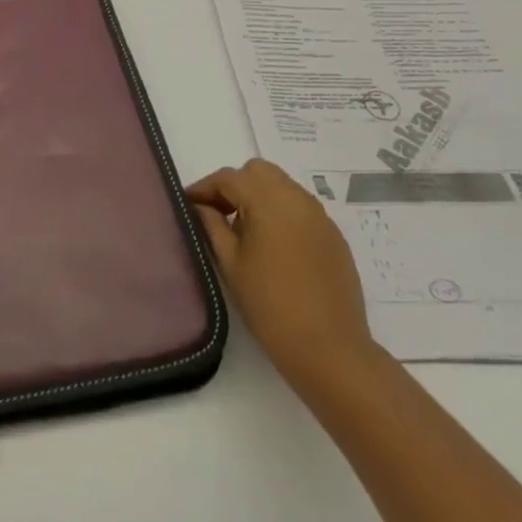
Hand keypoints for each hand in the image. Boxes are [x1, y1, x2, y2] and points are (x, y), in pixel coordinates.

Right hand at [188, 159, 380, 401]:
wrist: (329, 349)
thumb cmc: (270, 306)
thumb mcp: (231, 265)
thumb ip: (212, 226)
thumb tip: (200, 207)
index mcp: (268, 201)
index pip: (229, 178)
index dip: (205, 188)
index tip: (188, 205)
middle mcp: (297, 198)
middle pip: (258, 172)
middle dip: (235, 186)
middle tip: (218, 214)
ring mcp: (320, 215)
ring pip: (282, 186)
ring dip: (259, 196)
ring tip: (244, 231)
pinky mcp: (333, 235)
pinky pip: (300, 208)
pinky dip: (281, 213)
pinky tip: (273, 247)